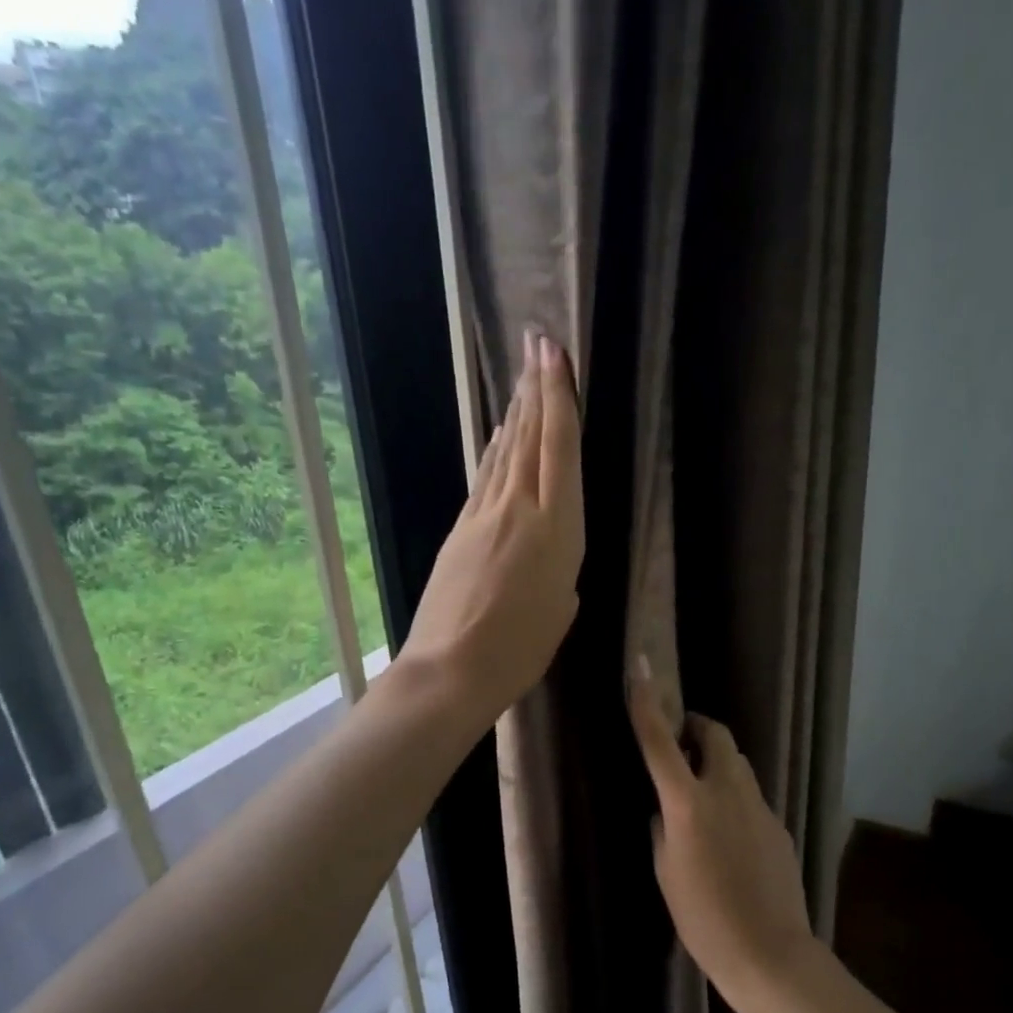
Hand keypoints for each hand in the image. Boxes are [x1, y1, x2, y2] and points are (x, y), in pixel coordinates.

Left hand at [402, 331, 584, 723]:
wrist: (451, 668)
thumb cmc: (520, 650)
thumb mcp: (560, 609)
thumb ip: (560, 570)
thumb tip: (548, 554)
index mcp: (558, 529)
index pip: (559, 449)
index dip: (558, 398)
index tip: (554, 355)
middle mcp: (521, 509)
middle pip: (530, 438)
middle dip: (536, 388)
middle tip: (537, 344)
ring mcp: (485, 515)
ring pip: (505, 453)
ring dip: (516, 413)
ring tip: (524, 379)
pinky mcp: (460, 529)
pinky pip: (485, 478)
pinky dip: (495, 451)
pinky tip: (500, 436)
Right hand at [628, 666, 813, 993]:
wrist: (769, 952)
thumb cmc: (703, 918)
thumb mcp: (666, 872)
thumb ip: (663, 829)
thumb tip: (665, 810)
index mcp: (688, 803)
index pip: (660, 742)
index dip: (647, 704)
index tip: (642, 668)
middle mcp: (726, 791)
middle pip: (716, 735)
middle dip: (697, 728)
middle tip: (682, 743)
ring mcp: (759, 806)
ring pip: (737, 763)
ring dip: (717, 762)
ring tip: (703, 791)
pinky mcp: (779, 824)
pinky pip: (751, 795)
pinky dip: (735, 796)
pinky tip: (730, 833)